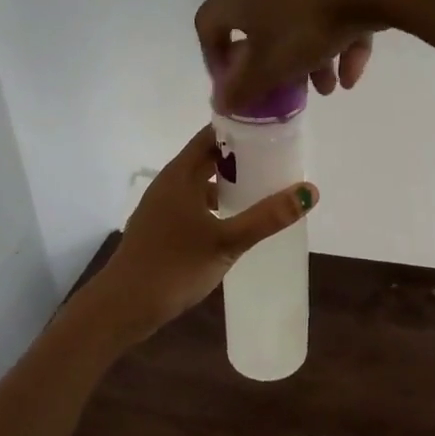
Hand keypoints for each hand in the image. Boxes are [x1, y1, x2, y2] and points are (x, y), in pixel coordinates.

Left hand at [83, 126, 317, 344]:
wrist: (124, 305)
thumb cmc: (175, 266)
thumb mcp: (227, 242)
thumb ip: (267, 217)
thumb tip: (310, 191)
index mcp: (180, 174)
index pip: (212, 135)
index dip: (241, 129)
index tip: (272, 131)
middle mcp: (169, 183)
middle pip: (207, 158)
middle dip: (240, 158)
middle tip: (277, 160)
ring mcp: (161, 206)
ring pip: (200, 183)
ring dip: (228, 183)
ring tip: (263, 189)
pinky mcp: (160, 228)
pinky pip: (193, 204)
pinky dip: (215, 205)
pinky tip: (234, 222)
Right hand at [195, 0, 434, 113]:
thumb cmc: (306, 23)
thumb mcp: (270, 67)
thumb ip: (242, 88)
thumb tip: (220, 102)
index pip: (208, 25)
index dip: (214, 58)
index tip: (233, 85)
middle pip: (259, 29)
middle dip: (273, 66)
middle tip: (286, 91)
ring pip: (299, 25)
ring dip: (311, 61)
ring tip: (329, 89)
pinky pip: (333, 15)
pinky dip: (340, 45)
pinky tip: (353, 74)